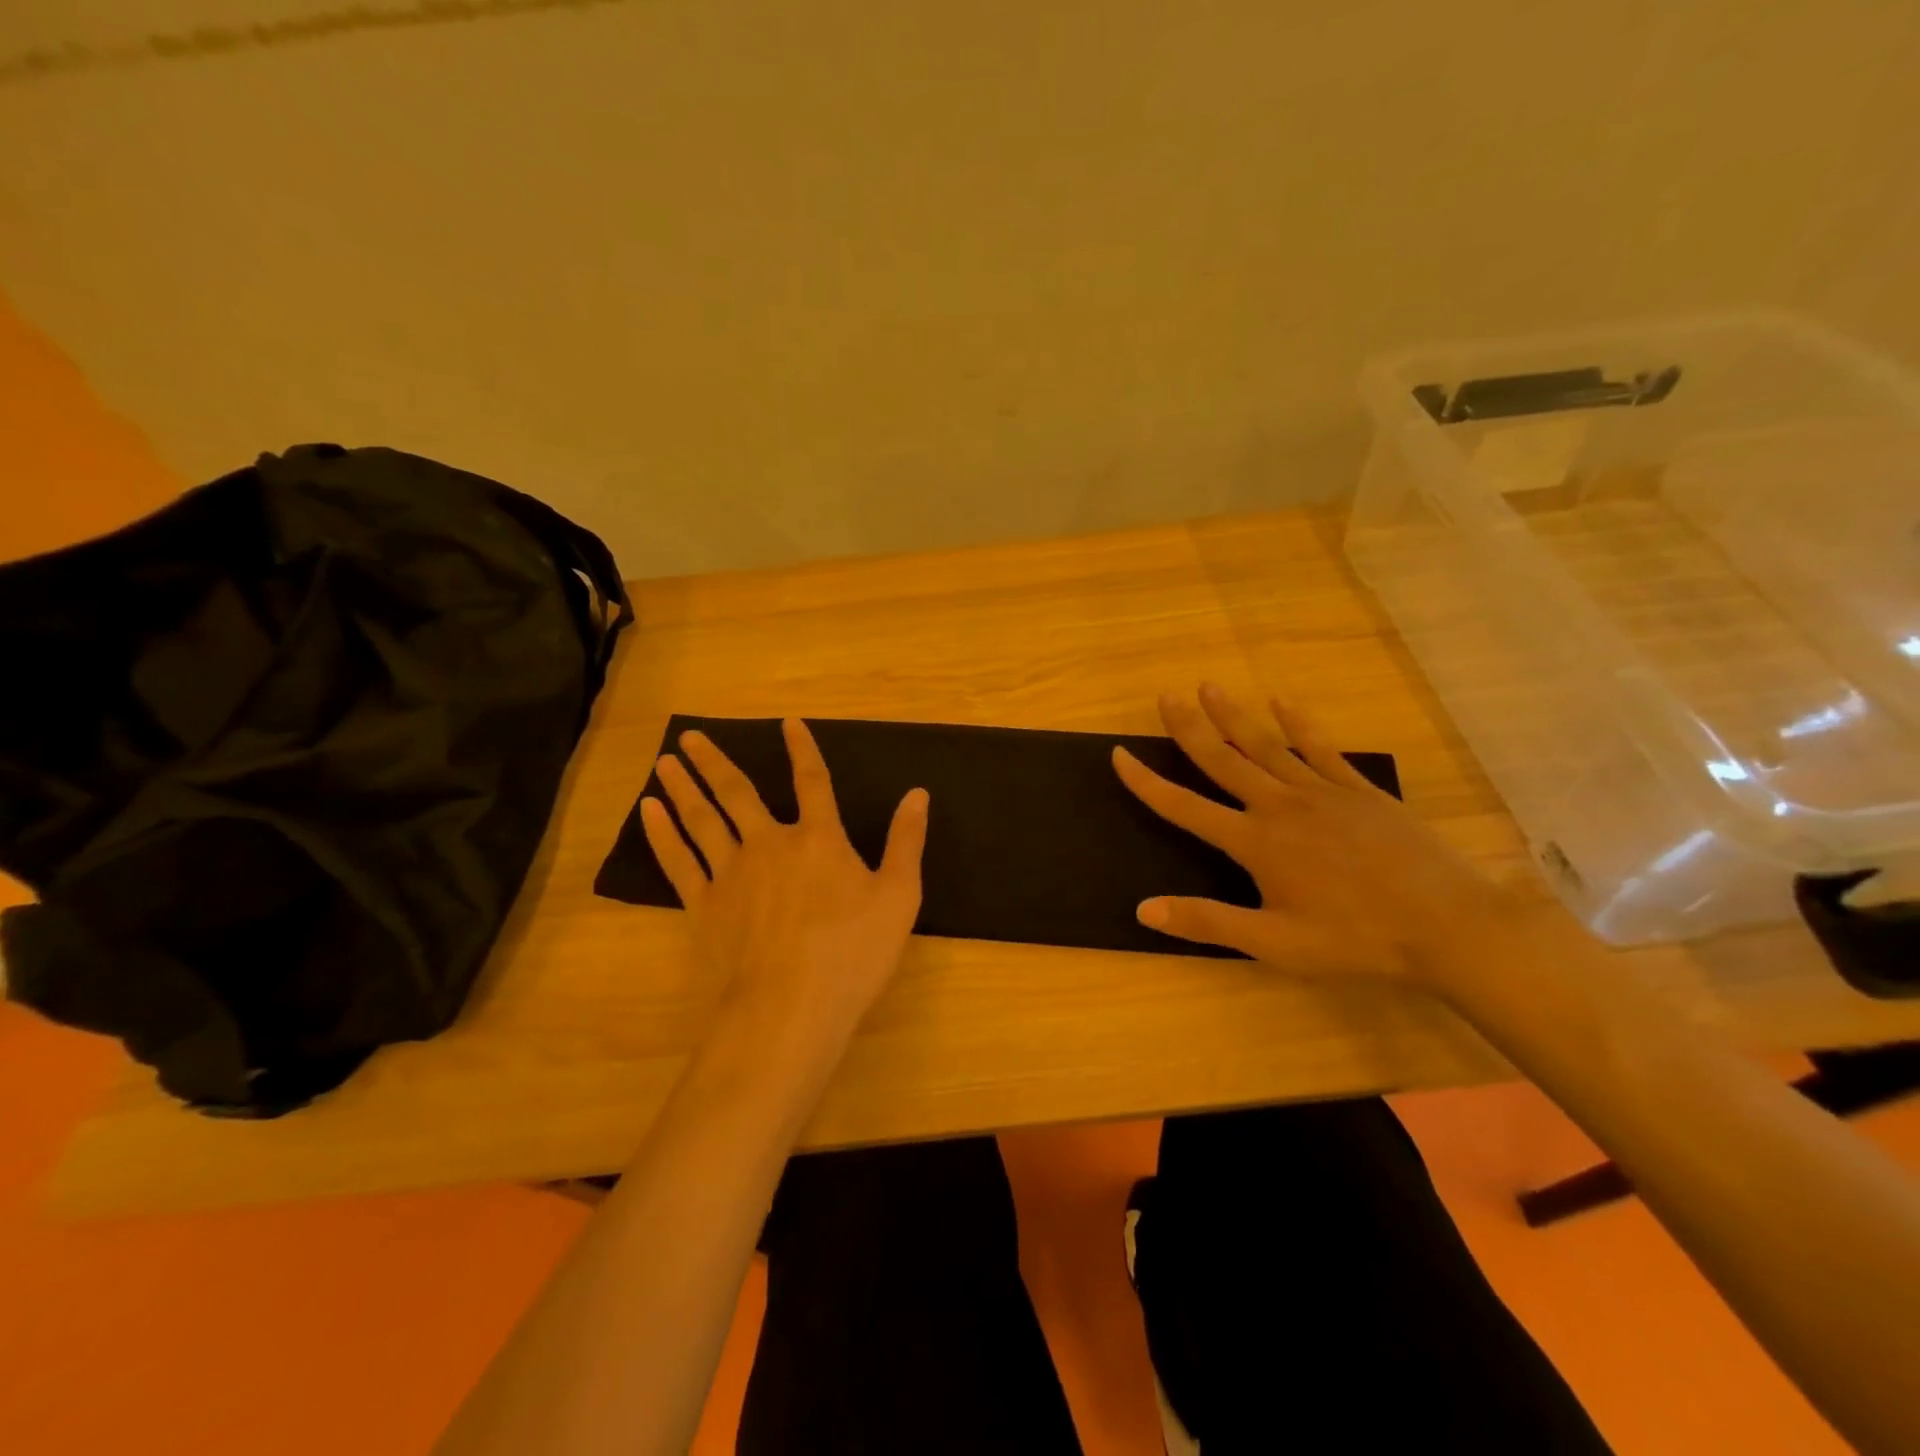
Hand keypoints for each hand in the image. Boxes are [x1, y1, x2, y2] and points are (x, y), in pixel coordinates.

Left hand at [641, 719, 928, 1062]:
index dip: (803, 749)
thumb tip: (918, 793)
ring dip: (683, 788)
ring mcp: (732, 873)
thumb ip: (906, 841)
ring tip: (664, 762)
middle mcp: (770, 844)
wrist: (790, 1008)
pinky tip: (649, 812)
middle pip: (738, 792)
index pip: (813, 781)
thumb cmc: (853, 953)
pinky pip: (678, 860)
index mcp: (820, 839)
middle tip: (688, 736)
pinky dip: (661, 834)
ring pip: (702, 819)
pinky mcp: (704, 905)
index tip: (788, 723)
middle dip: (713, 761)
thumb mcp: (898, 896)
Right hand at [1113, 684, 1522, 990]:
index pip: (1185, 807)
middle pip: (1223, 760)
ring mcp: (1322, 792)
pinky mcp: (1359, 791)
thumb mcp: (1275, 944)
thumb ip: (1208, 922)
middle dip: (1189, 728)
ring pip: (1266, 745)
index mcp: (1255, 843)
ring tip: (1209, 686)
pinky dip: (1300, 724)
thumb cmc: (1356, 941)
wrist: (1448, 927)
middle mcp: (1280, 806)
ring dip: (1234, 715)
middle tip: (1165, 696)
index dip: (1146, 782)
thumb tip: (1143, 909)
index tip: (1119, 754)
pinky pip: (1322, 749)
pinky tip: (1284, 703)